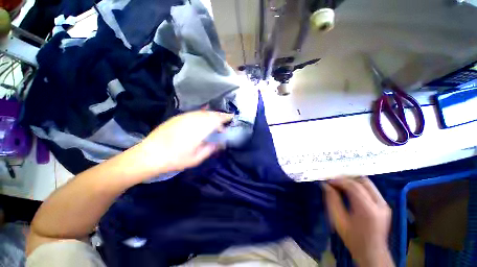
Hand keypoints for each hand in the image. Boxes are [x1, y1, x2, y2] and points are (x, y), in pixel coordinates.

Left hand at [136, 111, 232, 174]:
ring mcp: (184, 117)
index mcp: (199, 129)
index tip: (232, 117)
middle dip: (220, 116)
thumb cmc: (175, 159)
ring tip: (215, 122)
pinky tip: (202, 121)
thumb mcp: (196, 158)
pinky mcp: (178, 117)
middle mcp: (193, 120)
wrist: (149, 154)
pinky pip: (194, 113)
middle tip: (224, 122)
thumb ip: (211, 148)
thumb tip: (221, 143)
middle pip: (211, 114)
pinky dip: (202, 115)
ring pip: (203, 112)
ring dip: (211, 115)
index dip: (225, 117)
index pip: (216, 119)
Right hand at [323, 176, 393, 266]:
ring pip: (367, 183)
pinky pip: (370, 189)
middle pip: (362, 181)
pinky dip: (358, 186)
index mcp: (367, 210)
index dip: (339, 180)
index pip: (353, 186)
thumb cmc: (352, 238)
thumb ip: (332, 200)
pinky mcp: (385, 205)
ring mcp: (384, 204)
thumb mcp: (338, 220)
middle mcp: (379, 204)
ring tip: (340, 183)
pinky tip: (349, 190)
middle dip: (346, 178)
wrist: (372, 252)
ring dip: (352, 181)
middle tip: (333, 180)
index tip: (328, 180)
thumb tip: (325, 185)